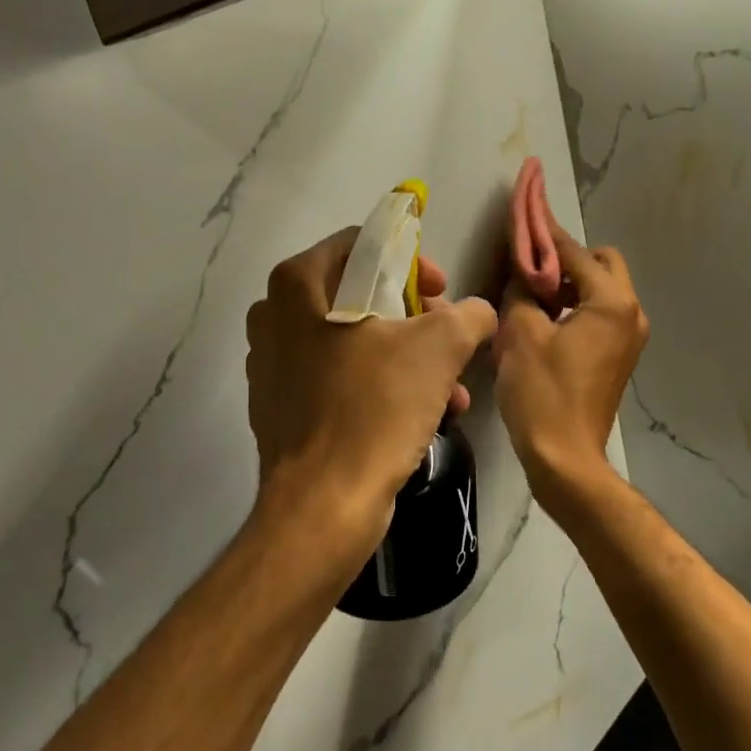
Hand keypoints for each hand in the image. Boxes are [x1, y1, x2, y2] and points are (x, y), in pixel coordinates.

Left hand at [246, 229, 498, 562]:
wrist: (324, 505)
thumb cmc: (374, 409)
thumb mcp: (439, 348)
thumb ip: (468, 315)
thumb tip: (478, 313)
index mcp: (298, 285)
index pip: (362, 245)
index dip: (411, 262)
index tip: (441, 292)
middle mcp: (274, 317)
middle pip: (359, 295)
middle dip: (415, 318)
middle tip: (447, 338)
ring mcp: (272, 365)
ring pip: (353, 341)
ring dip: (407, 358)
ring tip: (450, 388)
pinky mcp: (280, 407)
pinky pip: (338, 379)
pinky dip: (379, 386)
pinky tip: (421, 415)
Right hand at [493, 214, 647, 495]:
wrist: (565, 458)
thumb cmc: (542, 393)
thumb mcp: (522, 334)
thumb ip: (522, 292)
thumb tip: (523, 274)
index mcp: (611, 302)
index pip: (575, 252)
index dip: (545, 235)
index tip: (525, 215)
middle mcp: (630, 313)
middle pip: (601, 264)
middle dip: (566, 260)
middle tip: (530, 272)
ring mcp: (630, 337)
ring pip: (601, 290)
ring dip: (570, 285)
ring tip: (532, 297)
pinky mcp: (620, 357)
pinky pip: (600, 315)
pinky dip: (576, 308)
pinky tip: (545, 322)